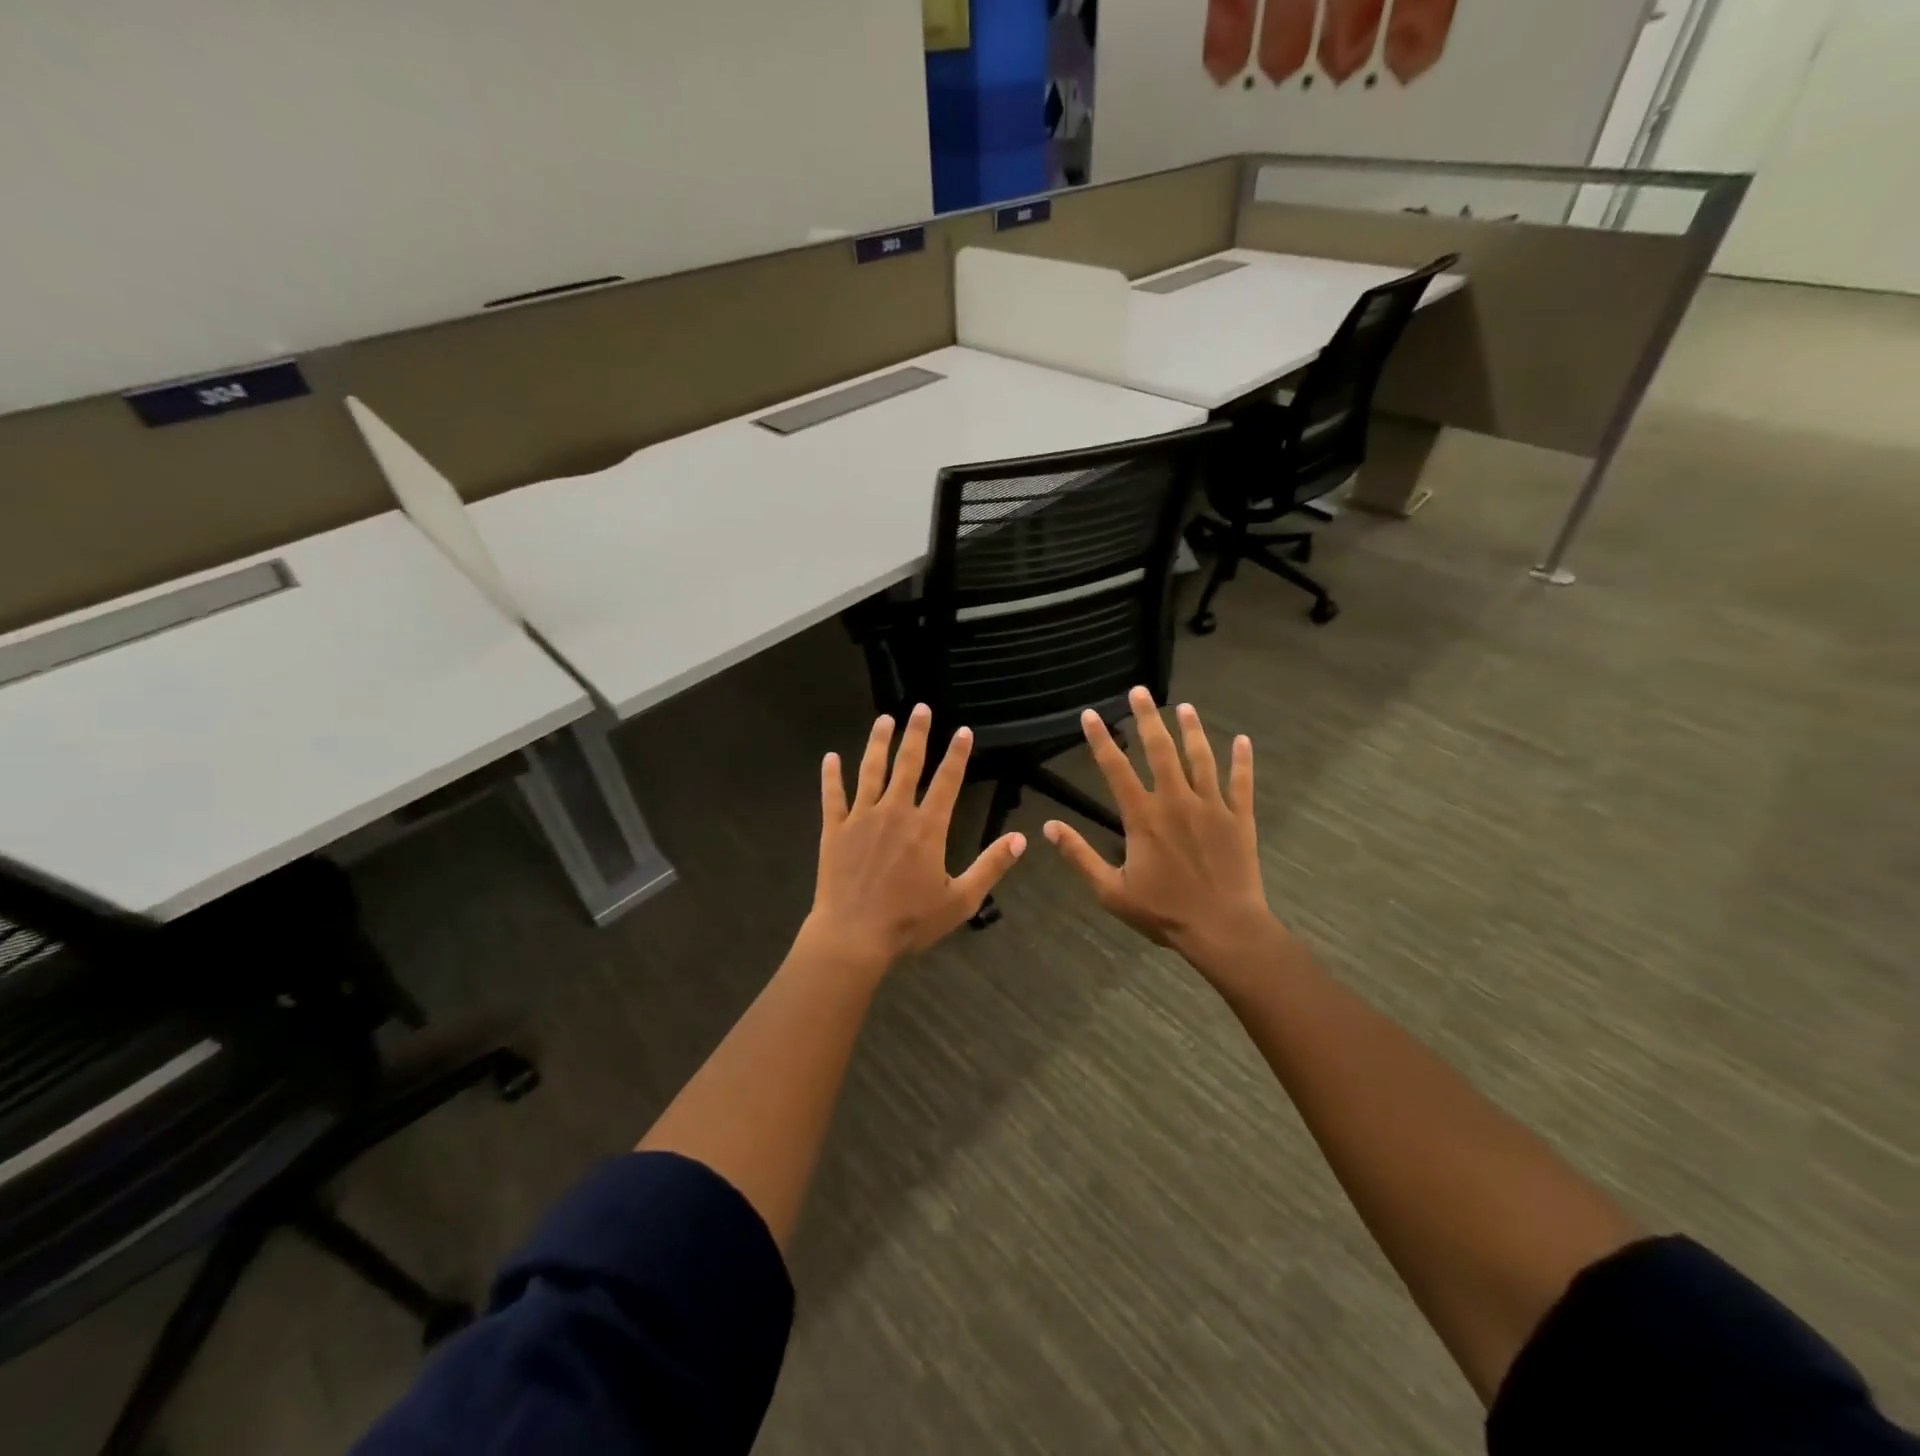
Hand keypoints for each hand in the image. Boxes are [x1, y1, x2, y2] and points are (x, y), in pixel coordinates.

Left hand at [802, 705, 1025, 978]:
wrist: (854, 936)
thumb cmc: (910, 921)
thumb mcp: (961, 899)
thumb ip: (991, 866)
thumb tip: (1022, 838)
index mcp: (927, 827)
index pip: (947, 781)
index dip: (957, 754)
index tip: (962, 730)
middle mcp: (895, 812)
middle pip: (908, 764)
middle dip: (916, 734)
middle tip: (920, 708)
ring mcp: (862, 818)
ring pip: (871, 771)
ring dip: (878, 743)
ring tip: (884, 720)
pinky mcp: (835, 830)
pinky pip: (833, 796)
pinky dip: (831, 776)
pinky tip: (830, 758)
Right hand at [1044, 687, 1284, 988]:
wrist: (1224, 929)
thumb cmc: (1164, 912)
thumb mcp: (1111, 891)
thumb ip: (1080, 856)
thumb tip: (1047, 828)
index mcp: (1143, 817)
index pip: (1116, 769)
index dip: (1101, 740)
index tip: (1091, 714)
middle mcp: (1176, 801)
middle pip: (1160, 751)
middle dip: (1147, 718)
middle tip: (1140, 691)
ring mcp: (1212, 807)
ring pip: (1200, 758)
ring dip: (1192, 730)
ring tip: (1185, 707)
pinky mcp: (1239, 818)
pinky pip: (1241, 782)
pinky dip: (1242, 760)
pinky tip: (1242, 740)